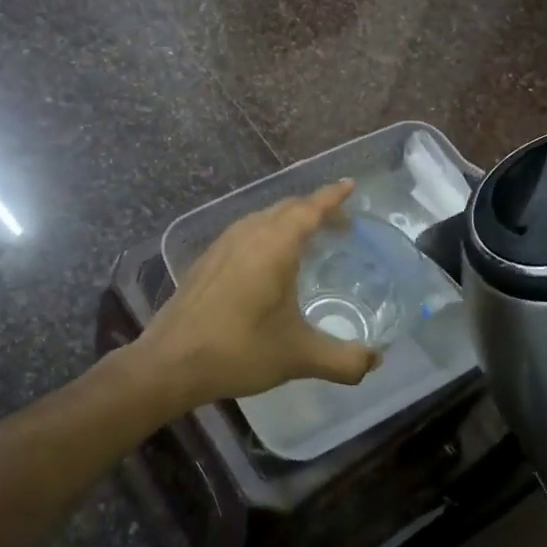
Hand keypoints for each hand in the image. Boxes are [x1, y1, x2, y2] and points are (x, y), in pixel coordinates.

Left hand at [136, 180, 381, 410]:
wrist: (170, 362)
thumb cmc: (239, 350)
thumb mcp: (299, 356)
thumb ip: (344, 360)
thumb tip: (376, 361)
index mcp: (275, 245)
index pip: (311, 208)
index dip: (333, 196)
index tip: (351, 185)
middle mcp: (249, 234)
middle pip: (288, 208)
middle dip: (316, 209)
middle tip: (341, 224)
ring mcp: (223, 244)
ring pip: (264, 218)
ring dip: (290, 220)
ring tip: (309, 238)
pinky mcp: (207, 260)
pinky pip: (247, 232)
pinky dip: (268, 233)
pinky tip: (269, 261)